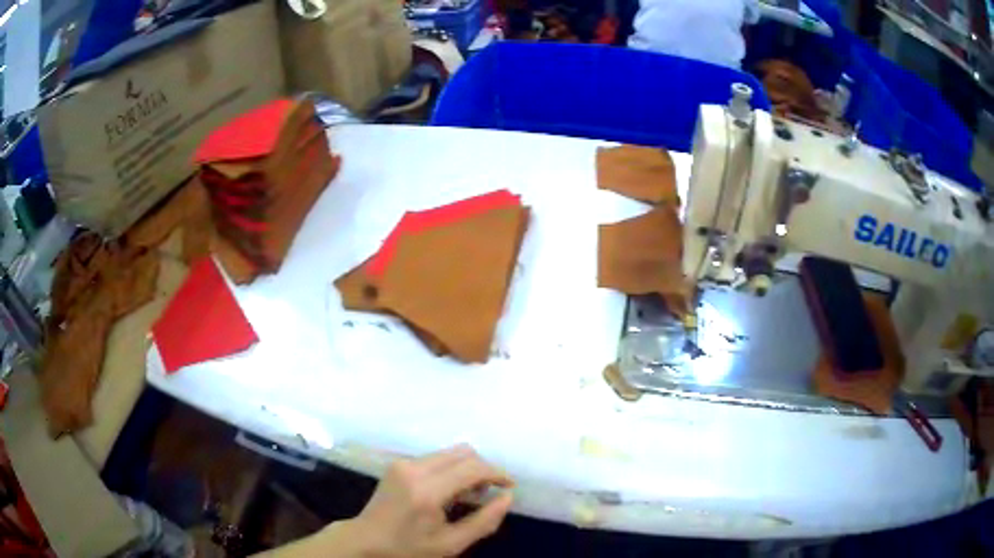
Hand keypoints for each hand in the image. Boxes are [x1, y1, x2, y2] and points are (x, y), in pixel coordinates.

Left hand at [345, 444, 514, 556]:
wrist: (366, 541)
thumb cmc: (409, 548)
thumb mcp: (451, 544)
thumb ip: (484, 521)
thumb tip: (508, 497)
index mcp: (427, 490)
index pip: (472, 468)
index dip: (497, 473)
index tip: (510, 486)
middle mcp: (415, 468)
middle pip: (463, 452)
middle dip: (483, 468)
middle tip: (490, 492)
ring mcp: (404, 463)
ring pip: (450, 453)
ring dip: (467, 468)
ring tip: (471, 494)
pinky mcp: (398, 463)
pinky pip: (436, 458)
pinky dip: (451, 469)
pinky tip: (450, 491)